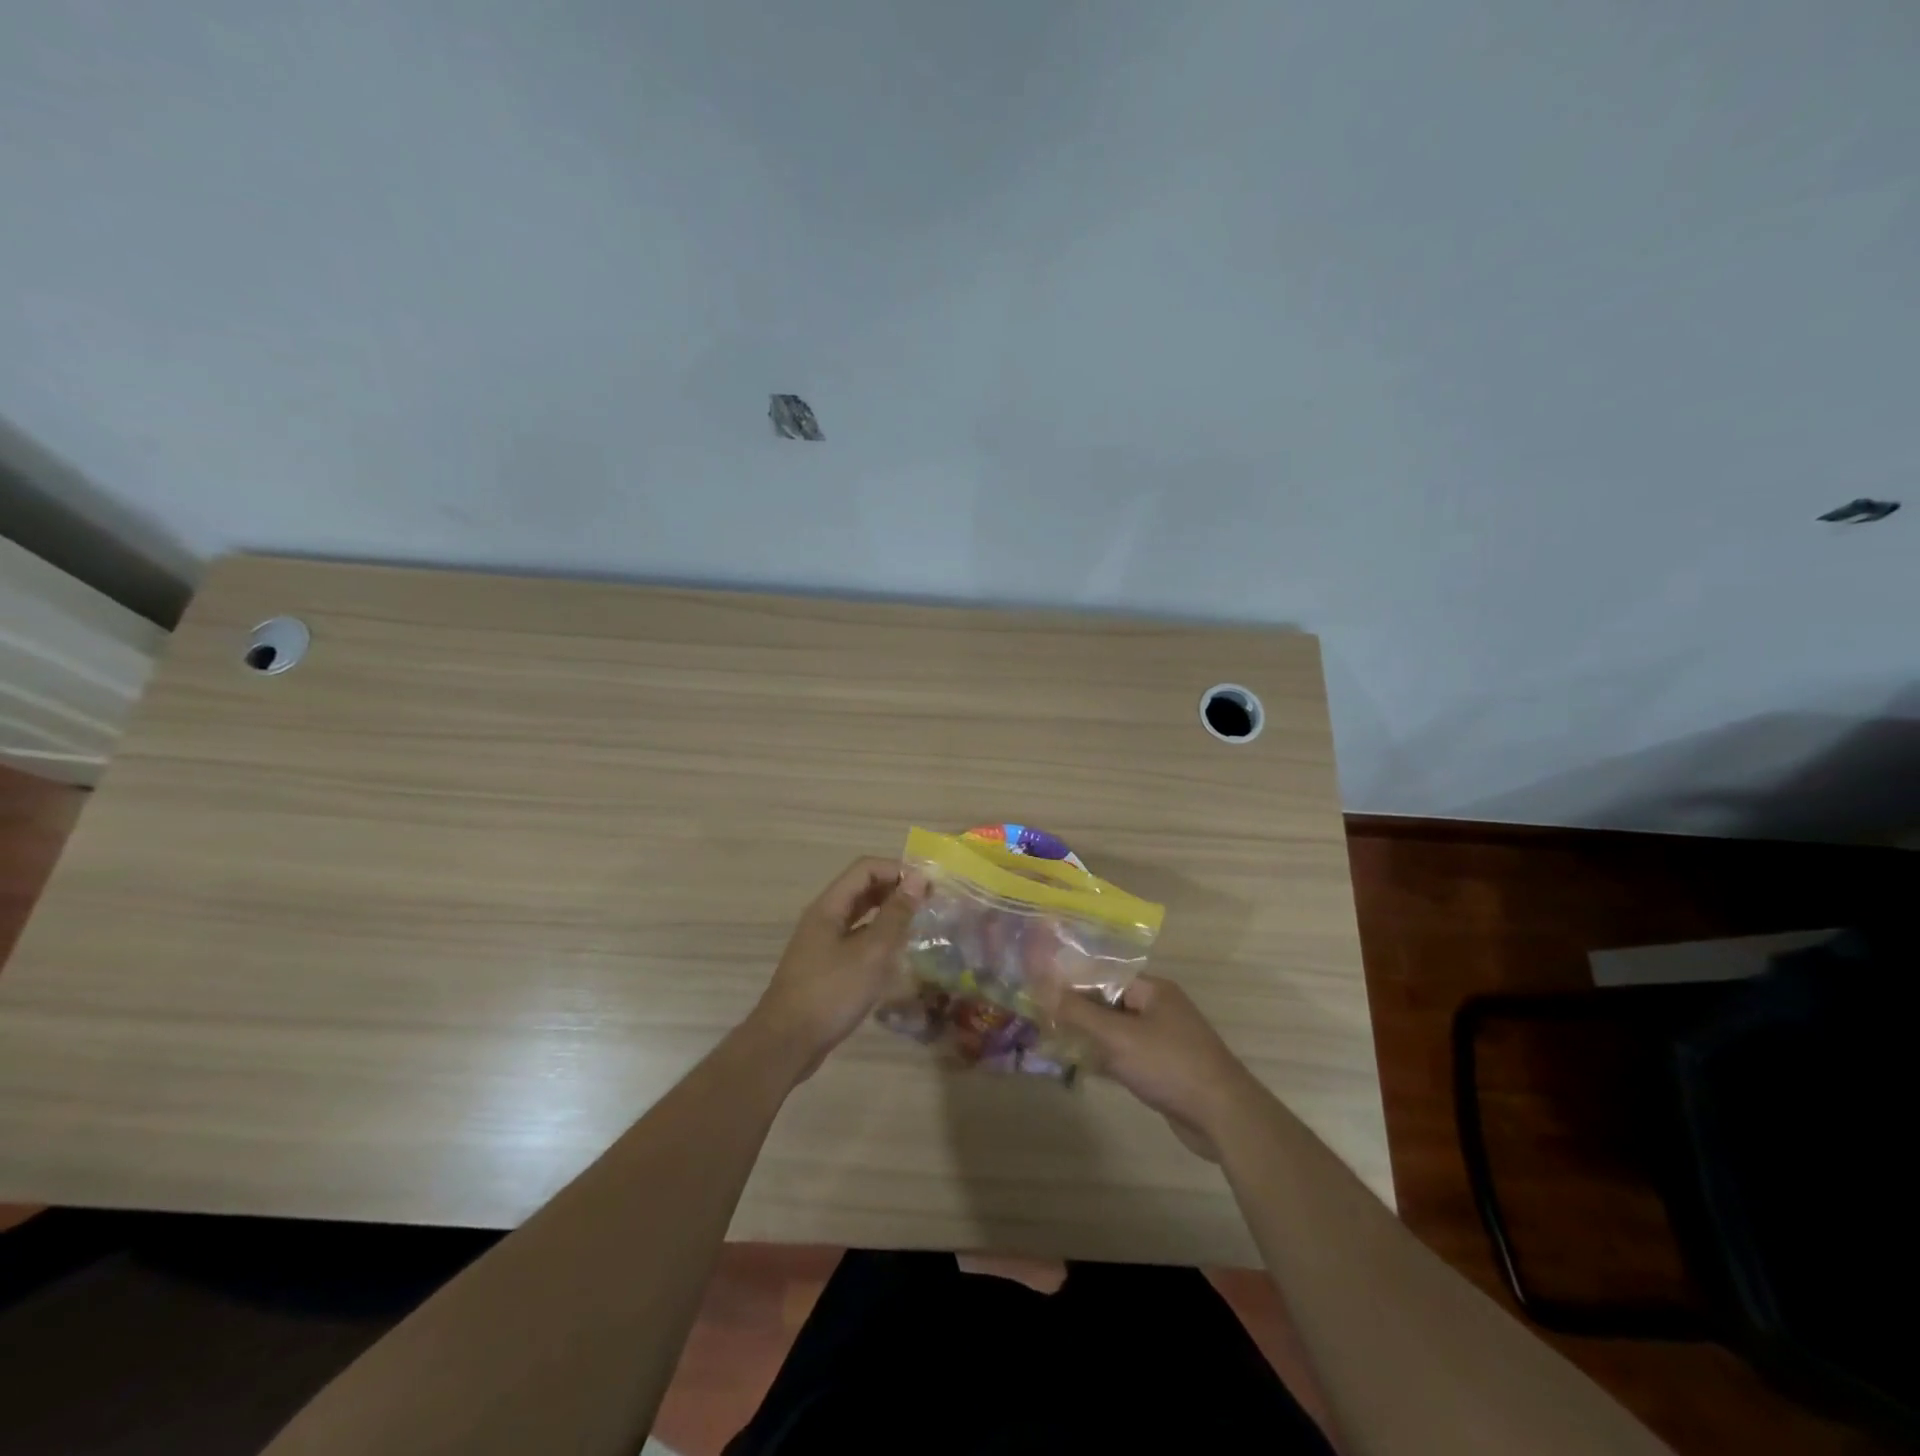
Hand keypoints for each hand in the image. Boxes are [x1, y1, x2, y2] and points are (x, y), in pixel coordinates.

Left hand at [749, 857, 925, 1081]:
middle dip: (896, 890)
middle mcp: (823, 917)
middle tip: (930, 904)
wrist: (786, 1044)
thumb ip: (896, 915)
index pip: (866, 868)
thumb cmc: (831, 993)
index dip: (898, 870)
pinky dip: (878, 937)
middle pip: (862, 889)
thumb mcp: (871, 952)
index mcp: (829, 906)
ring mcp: (822, 943)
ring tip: (919, 925)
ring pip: (860, 915)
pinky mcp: (825, 966)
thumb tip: (919, 879)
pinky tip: (897, 954)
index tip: (929, 886)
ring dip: (888, 914)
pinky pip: (856, 938)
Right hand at [1053, 976, 1265, 1159]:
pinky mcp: (1163, 1069)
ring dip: (1090, 1037)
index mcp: (1153, 990)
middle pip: (1109, 1003)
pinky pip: (1126, 1055)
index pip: (1104, 976)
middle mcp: (1159, 1009)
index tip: (1041, 991)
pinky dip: (1106, 1059)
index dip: (1073, 983)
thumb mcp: (1118, 1036)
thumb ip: (1079, 1012)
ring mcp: (1163, 1040)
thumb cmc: (1169, 1065)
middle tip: (1042, 1019)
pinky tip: (1080, 1067)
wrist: (1223, 1116)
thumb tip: (1043, 988)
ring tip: (1053, 1041)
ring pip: (1116, 1032)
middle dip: (1078, 1012)